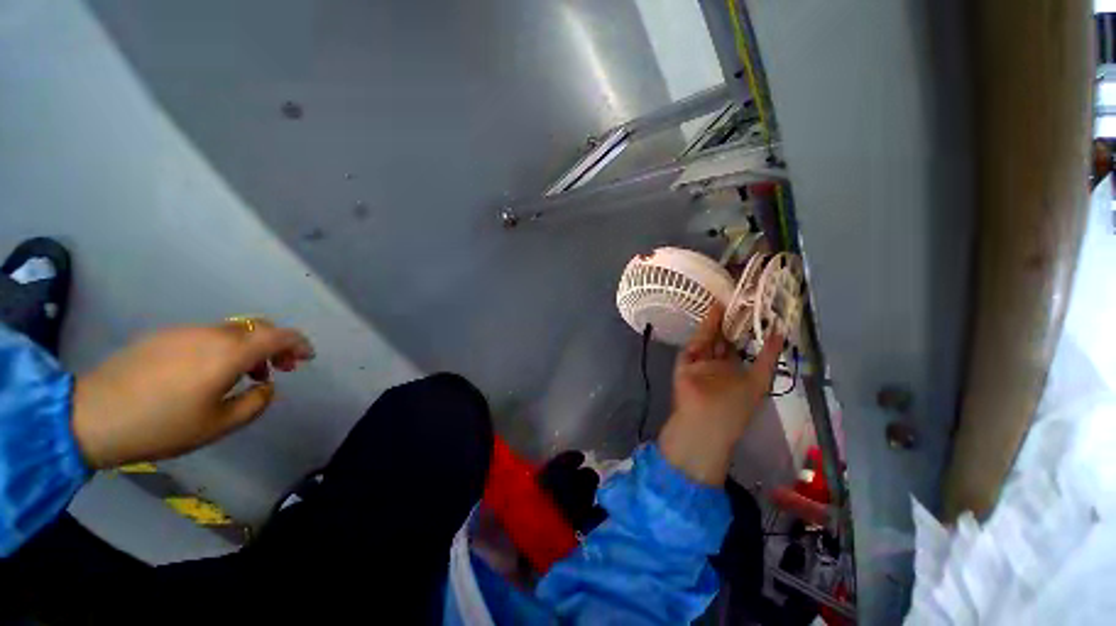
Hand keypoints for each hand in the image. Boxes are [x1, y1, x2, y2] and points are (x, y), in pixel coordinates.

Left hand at [72, 320, 313, 468]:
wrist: (93, 415)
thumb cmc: (162, 425)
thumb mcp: (218, 425)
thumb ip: (255, 402)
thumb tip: (266, 386)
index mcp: (229, 353)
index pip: (279, 336)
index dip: (300, 343)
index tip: (307, 357)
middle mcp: (212, 334)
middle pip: (258, 327)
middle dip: (277, 344)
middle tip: (278, 368)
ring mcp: (185, 332)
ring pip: (233, 331)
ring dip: (249, 348)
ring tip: (244, 375)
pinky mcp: (164, 336)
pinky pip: (207, 335)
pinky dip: (223, 348)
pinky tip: (209, 372)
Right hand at [658, 303, 781, 484]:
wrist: (705, 423)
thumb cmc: (735, 407)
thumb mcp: (759, 381)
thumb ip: (768, 357)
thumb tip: (781, 332)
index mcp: (736, 373)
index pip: (740, 348)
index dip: (746, 331)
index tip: (753, 312)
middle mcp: (717, 366)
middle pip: (722, 340)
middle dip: (729, 323)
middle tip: (738, 300)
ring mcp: (700, 363)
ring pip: (708, 338)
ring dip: (716, 322)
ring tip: (726, 301)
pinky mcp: (685, 362)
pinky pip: (695, 343)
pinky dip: (703, 328)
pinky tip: (714, 312)